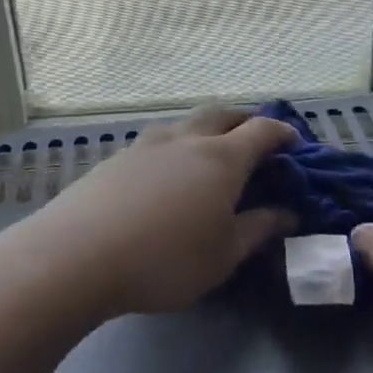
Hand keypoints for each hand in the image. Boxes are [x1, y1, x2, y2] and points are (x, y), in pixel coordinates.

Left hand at [24, 106, 299, 318]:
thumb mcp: (223, 255)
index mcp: (220, 159)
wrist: (78, 254)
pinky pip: (155, 142)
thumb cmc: (166, 259)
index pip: (261, 132)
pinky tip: (164, 175)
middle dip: (243, 120)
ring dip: (204, 130)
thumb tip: (288, 214)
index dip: (282, 133)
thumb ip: (258, 230)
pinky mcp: (115, 159)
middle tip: (254, 138)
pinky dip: (173, 148)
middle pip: (220, 113)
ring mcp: (145, 145)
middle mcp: (184, 140)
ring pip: (183, 124)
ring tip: (207, 154)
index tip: (294, 143)